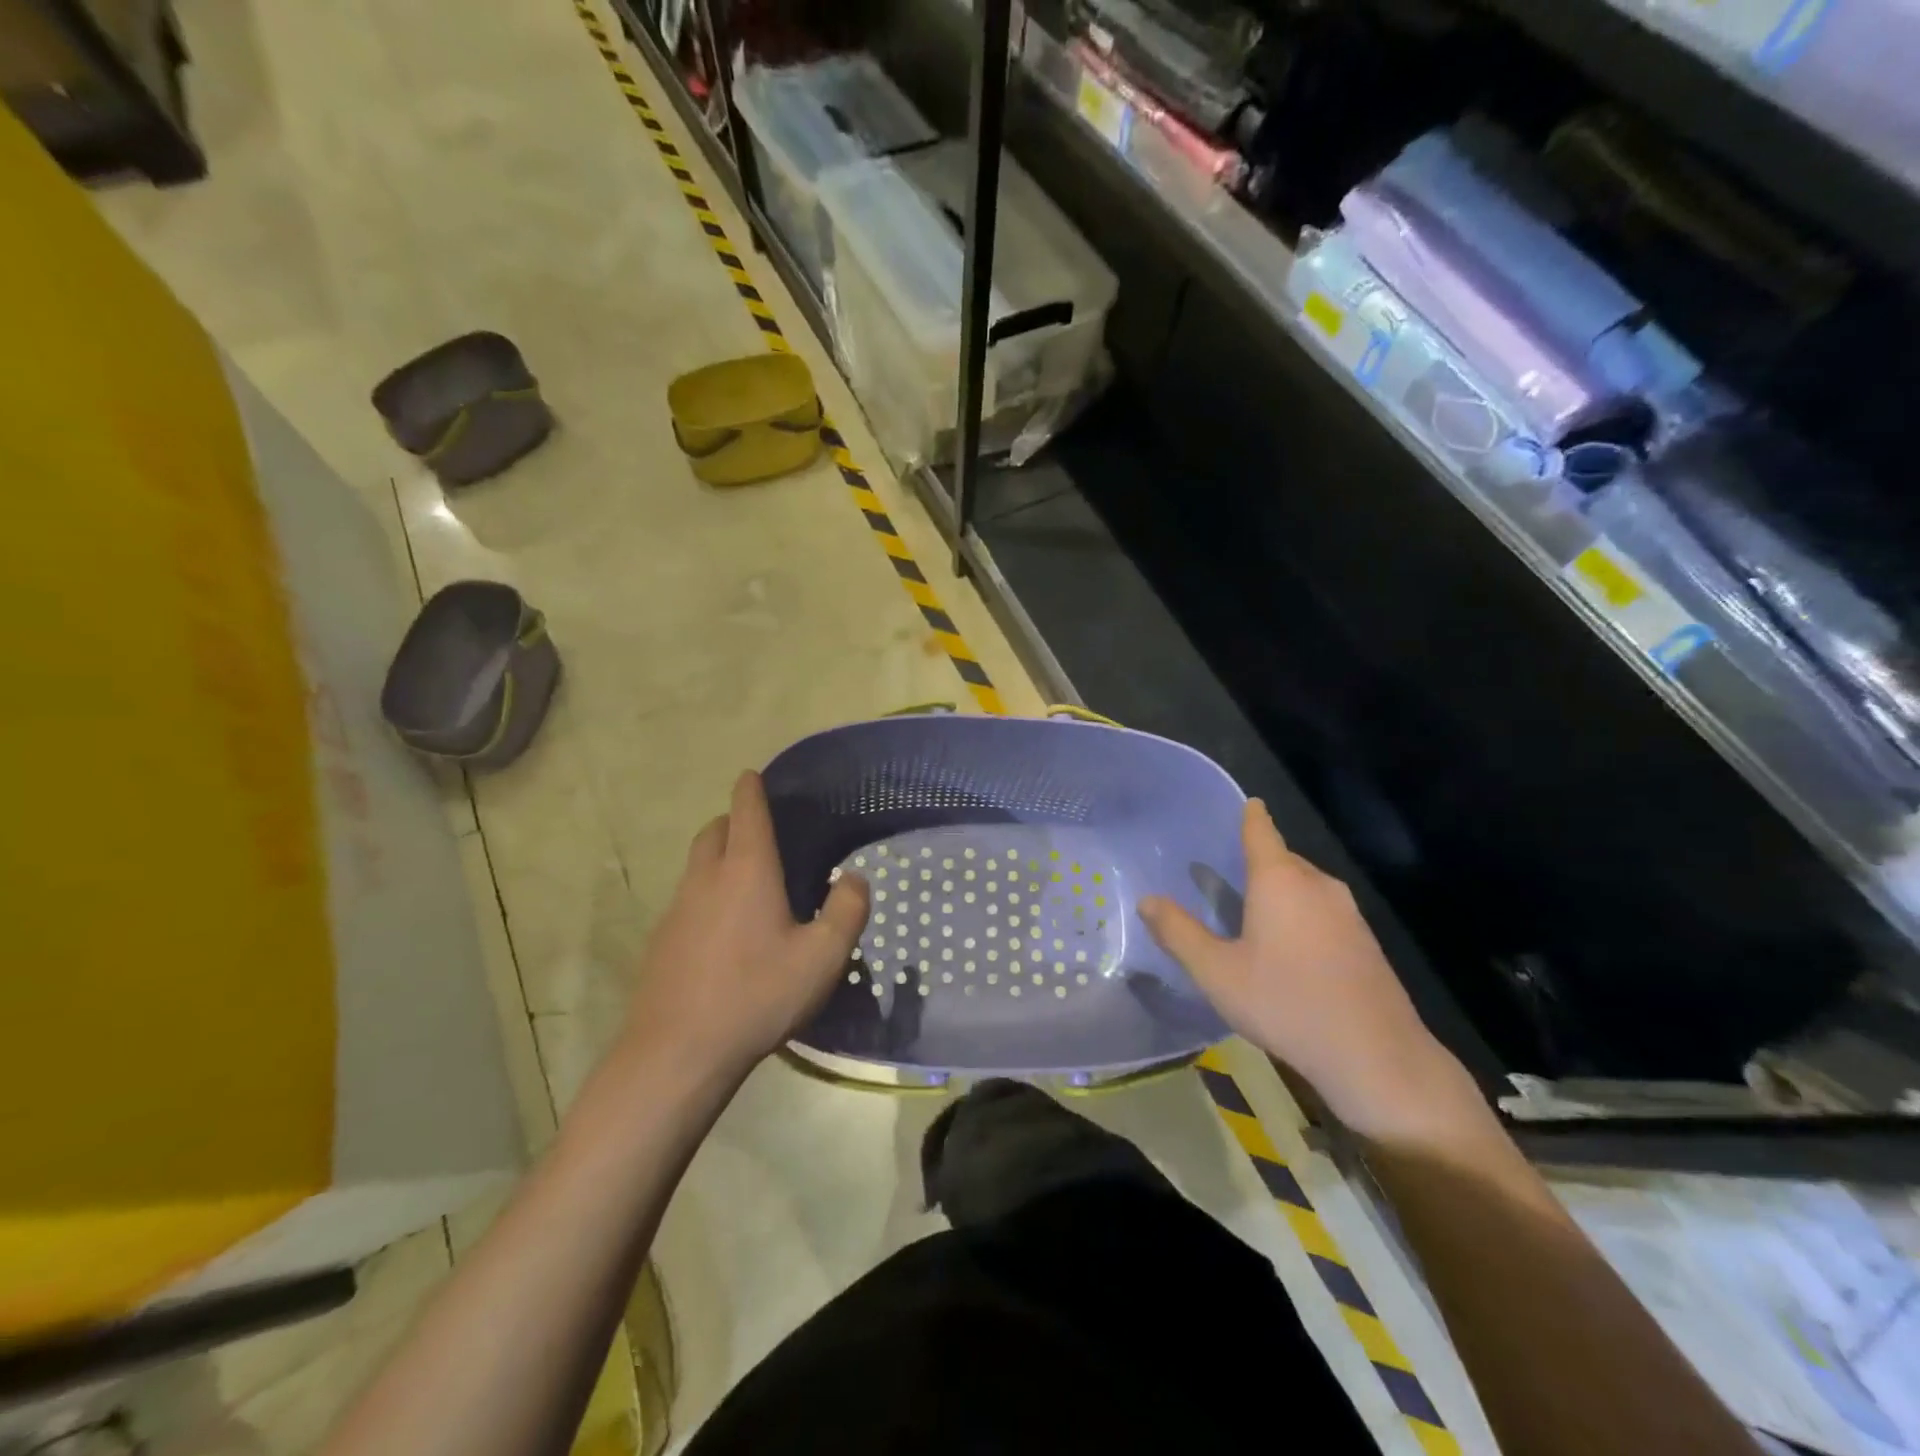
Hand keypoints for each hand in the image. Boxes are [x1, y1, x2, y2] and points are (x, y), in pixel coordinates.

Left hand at [622, 771, 869, 1084]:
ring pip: (697, 864)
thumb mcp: (823, 957)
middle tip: (759, 831)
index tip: (752, 774)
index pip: (747, 811)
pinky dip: (706, 894)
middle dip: (734, 820)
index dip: (751, 788)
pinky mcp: (661, 940)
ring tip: (746, 881)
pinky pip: (687, 899)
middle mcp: (707, 878)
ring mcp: (677, 909)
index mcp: (747, 870)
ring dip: (718, 857)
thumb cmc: (758, 994)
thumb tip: (853, 878)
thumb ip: (847, 910)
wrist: (678, 1051)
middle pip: (715, 830)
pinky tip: (724, 931)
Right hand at [1139, 799, 1467, 1137]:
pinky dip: (1301, 916)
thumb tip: (1147, 901)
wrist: (1376, 1056)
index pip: (1261, 831)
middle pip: (1282, 859)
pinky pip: (1322, 912)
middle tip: (1224, 875)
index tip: (1246, 803)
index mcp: (1280, 879)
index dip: (1250, 815)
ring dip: (1279, 893)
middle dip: (1256, 862)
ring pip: (1304, 887)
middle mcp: (1317, 884)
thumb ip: (1178, 933)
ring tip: (1250, 913)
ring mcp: (1348, 912)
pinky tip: (1287, 950)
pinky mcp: (1366, 942)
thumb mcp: (1217, 972)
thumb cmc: (1286, 1003)